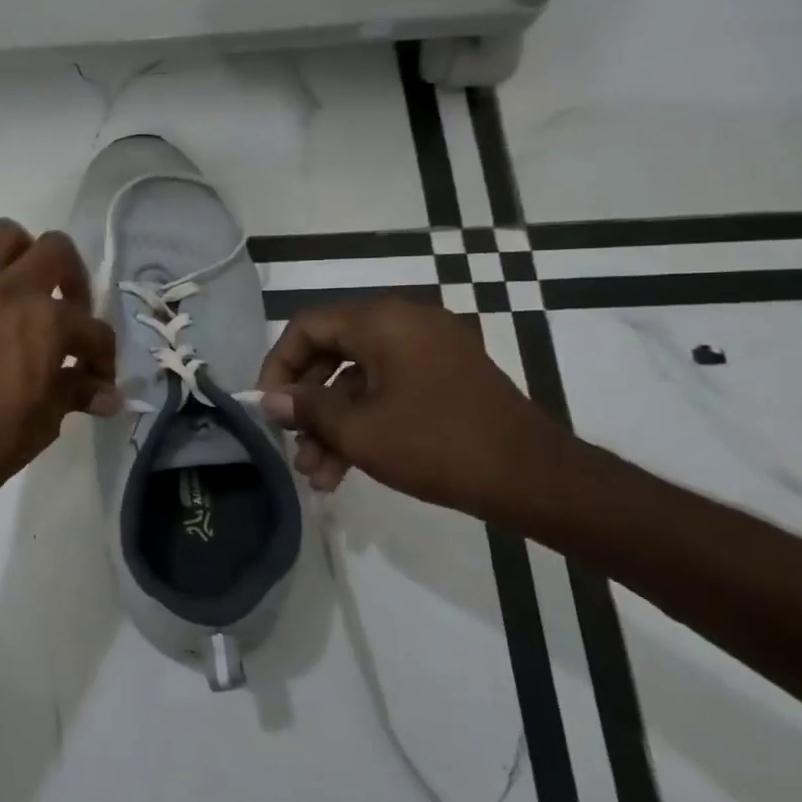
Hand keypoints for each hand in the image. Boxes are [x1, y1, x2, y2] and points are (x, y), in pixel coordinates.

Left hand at [0, 220, 118, 521]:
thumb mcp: (46, 419)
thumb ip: (77, 392)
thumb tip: (109, 395)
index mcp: (47, 321)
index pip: (93, 329)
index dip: (103, 357)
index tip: (98, 378)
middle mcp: (11, 289)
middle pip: (56, 250)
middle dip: (73, 278)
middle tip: (70, 311)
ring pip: (6, 237)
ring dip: (25, 258)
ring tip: (27, 295)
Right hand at [256, 298, 566, 520]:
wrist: (534, 479)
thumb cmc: (436, 444)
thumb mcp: (358, 430)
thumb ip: (306, 408)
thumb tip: (271, 400)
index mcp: (383, 321)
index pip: (307, 326)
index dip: (278, 365)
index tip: (267, 405)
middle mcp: (405, 325)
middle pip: (331, 354)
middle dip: (306, 405)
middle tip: (290, 443)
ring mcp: (428, 353)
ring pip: (357, 381)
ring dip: (331, 425)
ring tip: (316, 474)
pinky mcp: (444, 380)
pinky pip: (386, 392)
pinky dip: (363, 424)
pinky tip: (343, 471)